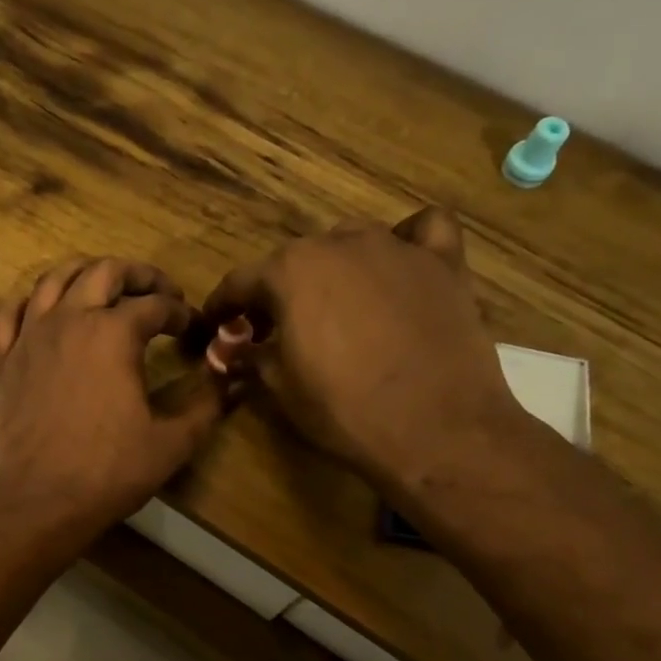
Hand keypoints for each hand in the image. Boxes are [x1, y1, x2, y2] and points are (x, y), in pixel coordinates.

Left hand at [0, 257, 225, 539]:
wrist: (39, 500)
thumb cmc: (109, 471)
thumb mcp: (173, 441)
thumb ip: (208, 403)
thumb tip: (236, 377)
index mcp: (113, 333)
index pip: (156, 304)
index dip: (180, 312)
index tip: (192, 328)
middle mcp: (69, 319)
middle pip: (104, 272)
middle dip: (138, 275)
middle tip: (158, 292)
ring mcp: (30, 337)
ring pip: (54, 279)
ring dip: (86, 274)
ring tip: (106, 289)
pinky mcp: (5, 360)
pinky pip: (11, 314)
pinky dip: (32, 304)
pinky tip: (46, 314)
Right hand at [201, 209, 520, 491]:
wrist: (436, 429)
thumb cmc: (344, 410)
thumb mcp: (280, 389)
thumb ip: (249, 358)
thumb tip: (230, 351)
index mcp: (290, 272)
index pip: (241, 282)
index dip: (223, 306)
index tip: (216, 324)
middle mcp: (339, 244)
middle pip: (295, 260)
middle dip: (278, 292)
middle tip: (275, 330)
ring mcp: (396, 247)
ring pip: (351, 241)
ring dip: (334, 267)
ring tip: (336, 305)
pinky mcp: (443, 263)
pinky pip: (422, 231)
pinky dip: (407, 241)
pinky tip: (402, 266)